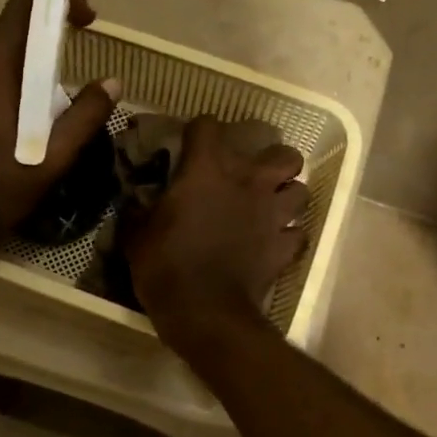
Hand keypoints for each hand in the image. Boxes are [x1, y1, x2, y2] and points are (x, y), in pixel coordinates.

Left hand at [0, 0, 118, 251]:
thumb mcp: (52, 156)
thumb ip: (85, 117)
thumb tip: (113, 83)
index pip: (22, 9)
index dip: (58, 3)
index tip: (90, 17)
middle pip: (10, 26)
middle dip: (49, 27)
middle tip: (84, 41)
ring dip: (33, 52)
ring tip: (65, 74)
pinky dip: (17, 72)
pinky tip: (34, 103)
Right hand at [122, 116, 306, 343]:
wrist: (202, 310)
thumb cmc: (164, 265)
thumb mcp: (136, 234)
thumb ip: (139, 209)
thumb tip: (135, 201)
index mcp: (207, 169)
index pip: (209, 126)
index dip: (200, 132)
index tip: (191, 146)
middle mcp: (249, 182)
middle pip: (283, 154)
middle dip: (271, 161)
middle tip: (251, 177)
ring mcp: (273, 214)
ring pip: (301, 190)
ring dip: (287, 196)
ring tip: (270, 207)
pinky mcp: (284, 246)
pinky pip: (298, 234)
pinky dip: (289, 236)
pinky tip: (275, 242)